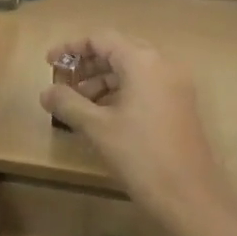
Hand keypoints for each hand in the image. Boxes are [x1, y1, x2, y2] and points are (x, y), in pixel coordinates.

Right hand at [40, 31, 235, 226]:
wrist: (191, 196)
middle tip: (63, 81)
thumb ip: (68, 103)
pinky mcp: (181, 105)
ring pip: (132, 70)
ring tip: (78, 103)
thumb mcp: (97, 128)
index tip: (50, 63)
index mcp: (143, 61)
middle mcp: (163, 65)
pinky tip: (103, 115)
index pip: (102, 39)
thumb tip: (46, 92)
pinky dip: (121, 92)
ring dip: (103, 80)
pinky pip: (146, 86)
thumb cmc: (140, 155)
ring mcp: (176, 85)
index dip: (72, 47)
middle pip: (118, 51)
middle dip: (87, 64)